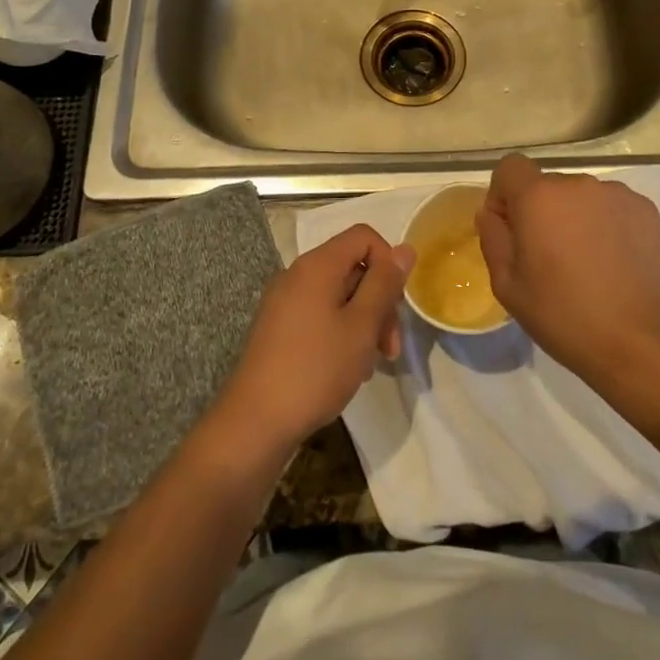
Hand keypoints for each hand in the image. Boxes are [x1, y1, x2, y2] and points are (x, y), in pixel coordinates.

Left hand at [216, 224, 413, 455]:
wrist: (255, 423)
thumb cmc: (315, 369)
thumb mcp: (361, 326)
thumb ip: (384, 284)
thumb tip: (404, 249)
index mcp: (317, 265)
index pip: (363, 236)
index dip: (388, 262)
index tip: (396, 304)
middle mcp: (297, 274)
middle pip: (352, 267)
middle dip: (379, 301)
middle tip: (390, 347)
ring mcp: (284, 302)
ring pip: (339, 295)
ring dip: (363, 322)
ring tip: (370, 364)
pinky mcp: (279, 328)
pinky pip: (320, 314)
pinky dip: (341, 332)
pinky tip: (348, 368)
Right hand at [476, 154, 659, 382]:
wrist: (635, 340)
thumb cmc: (561, 314)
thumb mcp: (506, 284)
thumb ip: (492, 238)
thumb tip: (492, 214)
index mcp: (538, 197)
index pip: (510, 167)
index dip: (503, 194)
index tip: (510, 228)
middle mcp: (577, 184)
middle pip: (546, 184)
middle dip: (540, 210)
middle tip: (547, 255)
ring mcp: (615, 193)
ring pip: (580, 196)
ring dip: (573, 216)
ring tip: (584, 260)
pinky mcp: (644, 209)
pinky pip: (610, 206)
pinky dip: (604, 223)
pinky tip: (610, 260)